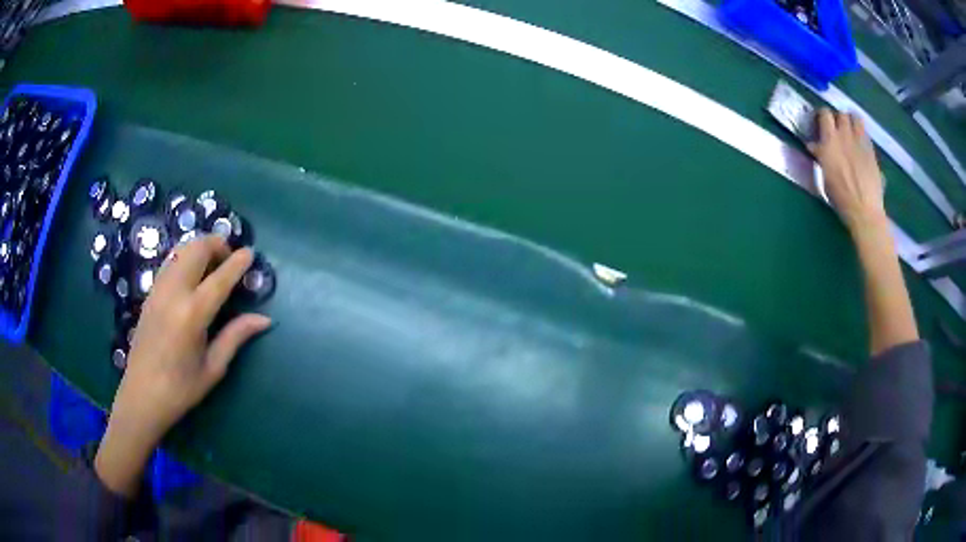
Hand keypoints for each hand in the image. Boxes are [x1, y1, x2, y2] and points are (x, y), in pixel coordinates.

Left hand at [95, 236, 271, 496]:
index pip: (220, 278)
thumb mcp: (213, 368)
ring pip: (181, 250)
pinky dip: (185, 258)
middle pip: (196, 249)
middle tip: (229, 259)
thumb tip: (264, 319)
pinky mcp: (150, 293)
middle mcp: (174, 294)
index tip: (250, 253)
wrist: (141, 395)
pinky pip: (170, 262)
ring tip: (212, 265)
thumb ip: (236, 336)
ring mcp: (158, 290)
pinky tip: (192, 277)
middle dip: (216, 245)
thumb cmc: (181, 389)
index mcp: (192, 315)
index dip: (237, 262)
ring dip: (200, 248)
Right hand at [809, 109, 886, 232]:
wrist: (864, 210)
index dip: (822, 117)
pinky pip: (865, 133)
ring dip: (851, 121)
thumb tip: (814, 146)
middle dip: (838, 119)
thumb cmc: (841, 197)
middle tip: (836, 129)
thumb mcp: (825, 176)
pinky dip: (861, 134)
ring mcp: (859, 141)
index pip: (824, 114)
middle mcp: (844, 135)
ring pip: (855, 118)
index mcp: (829, 141)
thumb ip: (821, 156)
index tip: (820, 125)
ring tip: (850, 131)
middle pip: (840, 114)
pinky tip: (860, 144)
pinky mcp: (871, 150)